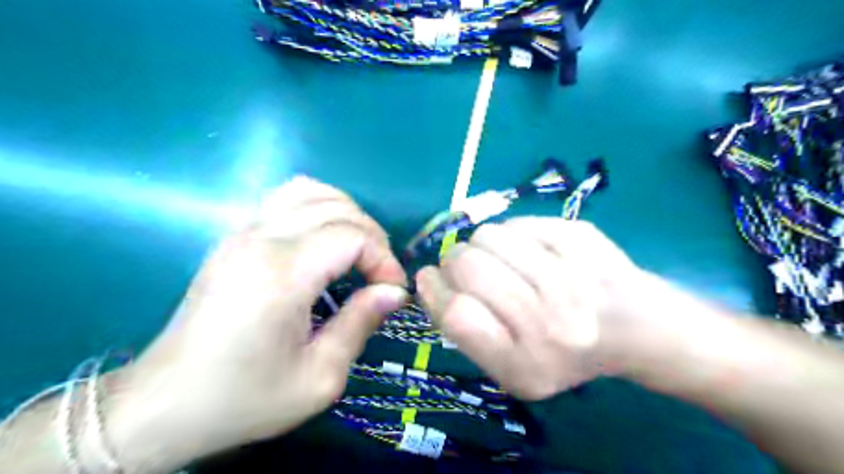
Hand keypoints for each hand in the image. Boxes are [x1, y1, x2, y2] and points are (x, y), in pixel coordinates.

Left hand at [106, 176, 408, 469]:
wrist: (166, 404)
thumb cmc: (245, 397)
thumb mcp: (319, 377)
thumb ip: (361, 323)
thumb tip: (394, 291)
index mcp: (282, 274)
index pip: (352, 237)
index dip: (384, 259)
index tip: (393, 291)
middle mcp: (261, 238)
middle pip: (338, 209)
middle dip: (373, 237)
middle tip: (381, 276)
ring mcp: (242, 231)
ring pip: (312, 191)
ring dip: (348, 214)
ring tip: (359, 250)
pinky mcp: (235, 236)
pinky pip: (286, 197)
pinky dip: (318, 206)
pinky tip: (326, 236)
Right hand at [416, 217, 648, 399]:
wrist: (635, 329)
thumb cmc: (563, 353)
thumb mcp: (510, 369)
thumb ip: (465, 333)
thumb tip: (427, 279)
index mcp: (526, 365)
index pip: (457, 315)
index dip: (434, 292)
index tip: (430, 280)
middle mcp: (550, 324)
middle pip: (468, 267)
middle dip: (452, 262)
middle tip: (464, 268)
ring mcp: (570, 276)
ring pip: (488, 236)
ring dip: (480, 246)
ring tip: (499, 260)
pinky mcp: (581, 238)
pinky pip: (518, 222)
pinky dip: (511, 234)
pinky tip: (529, 251)